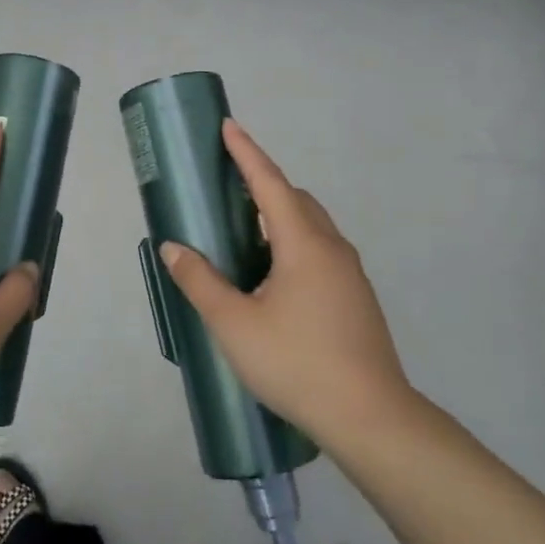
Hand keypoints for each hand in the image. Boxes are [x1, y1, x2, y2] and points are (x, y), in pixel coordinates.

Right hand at [160, 120, 417, 449]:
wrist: (371, 418)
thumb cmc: (297, 363)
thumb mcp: (235, 324)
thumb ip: (201, 282)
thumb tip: (174, 247)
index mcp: (304, 244)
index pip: (270, 183)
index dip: (246, 153)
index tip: (228, 126)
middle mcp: (331, 248)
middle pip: (296, 200)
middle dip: (262, 184)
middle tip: (227, 188)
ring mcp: (350, 274)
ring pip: (311, 227)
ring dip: (279, 216)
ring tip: (243, 232)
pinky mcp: (356, 297)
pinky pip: (319, 250)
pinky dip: (292, 242)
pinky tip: (272, 276)